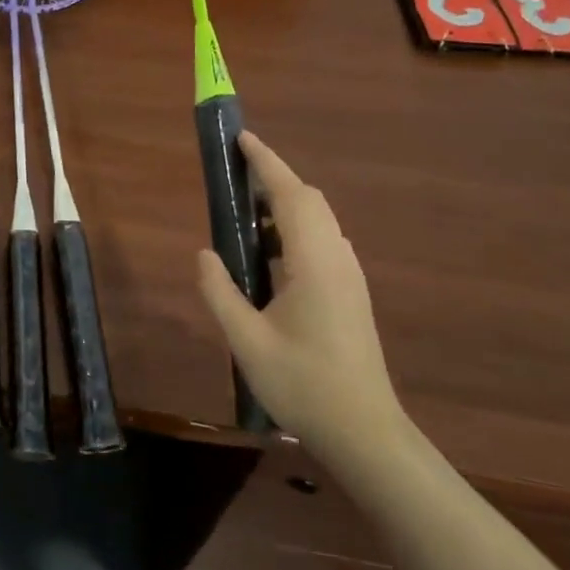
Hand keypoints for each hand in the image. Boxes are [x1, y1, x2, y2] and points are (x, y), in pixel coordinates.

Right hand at [196, 132, 410, 467]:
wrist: (363, 431)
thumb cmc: (303, 384)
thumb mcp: (246, 340)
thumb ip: (220, 291)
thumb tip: (205, 253)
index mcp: (315, 262)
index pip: (291, 195)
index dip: (266, 163)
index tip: (242, 139)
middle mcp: (337, 258)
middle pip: (309, 201)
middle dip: (274, 179)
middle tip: (235, 178)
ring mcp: (349, 275)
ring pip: (318, 221)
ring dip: (284, 206)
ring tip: (245, 215)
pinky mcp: (350, 292)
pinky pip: (322, 242)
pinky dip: (294, 230)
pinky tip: (268, 255)